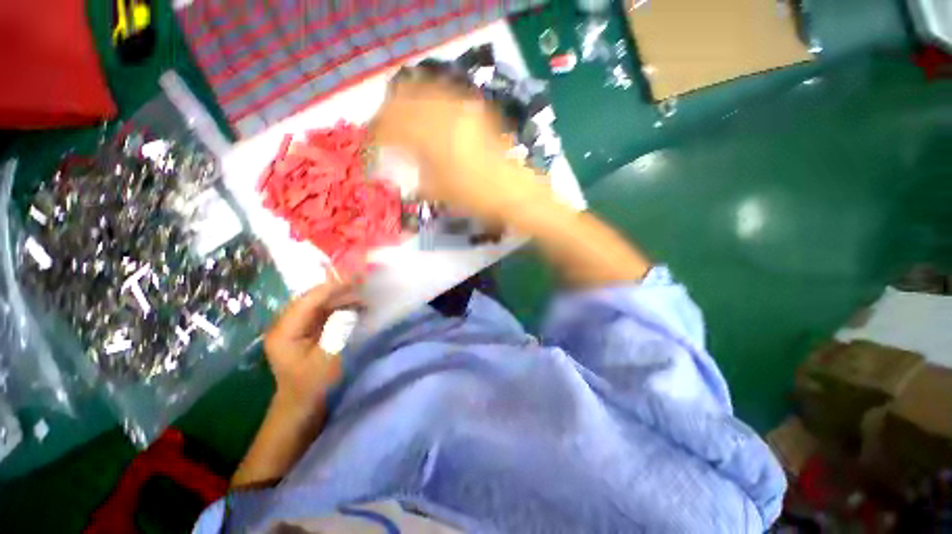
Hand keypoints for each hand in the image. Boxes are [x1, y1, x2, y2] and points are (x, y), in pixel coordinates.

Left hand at [263, 277, 360, 411]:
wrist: (302, 407)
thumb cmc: (313, 388)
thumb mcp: (327, 360)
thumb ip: (338, 329)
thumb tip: (352, 305)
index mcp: (284, 331)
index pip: (309, 300)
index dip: (333, 287)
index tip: (358, 279)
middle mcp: (286, 323)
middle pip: (314, 297)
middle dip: (339, 289)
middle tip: (365, 283)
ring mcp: (296, 326)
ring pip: (320, 302)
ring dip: (342, 297)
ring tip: (365, 293)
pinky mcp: (306, 330)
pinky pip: (324, 311)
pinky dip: (341, 306)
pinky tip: (357, 305)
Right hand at [372, 78, 550, 221]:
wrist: (513, 192)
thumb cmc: (474, 198)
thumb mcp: (436, 191)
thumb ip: (412, 174)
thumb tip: (396, 167)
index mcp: (429, 136)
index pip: (390, 125)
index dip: (375, 133)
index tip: (370, 144)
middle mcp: (443, 113)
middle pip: (404, 100)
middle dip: (388, 114)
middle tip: (384, 130)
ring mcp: (462, 108)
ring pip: (424, 92)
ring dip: (408, 104)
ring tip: (404, 120)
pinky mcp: (475, 111)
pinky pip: (446, 97)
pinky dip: (431, 103)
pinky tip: (430, 117)